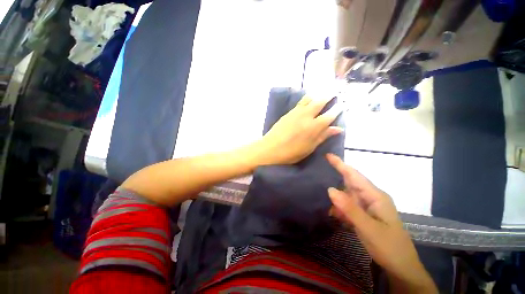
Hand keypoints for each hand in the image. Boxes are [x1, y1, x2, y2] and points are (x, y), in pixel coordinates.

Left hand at [256, 95, 342, 164]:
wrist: (270, 149)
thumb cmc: (291, 153)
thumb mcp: (310, 148)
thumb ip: (323, 136)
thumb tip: (338, 129)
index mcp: (314, 127)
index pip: (329, 115)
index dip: (337, 109)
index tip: (341, 105)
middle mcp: (306, 116)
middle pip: (319, 102)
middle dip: (328, 96)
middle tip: (334, 93)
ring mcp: (296, 113)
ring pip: (309, 99)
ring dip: (317, 95)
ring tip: (321, 94)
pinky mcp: (288, 113)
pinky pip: (300, 102)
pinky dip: (306, 99)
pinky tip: (308, 100)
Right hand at [326, 154, 436, 292]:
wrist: (401, 267)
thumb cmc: (389, 247)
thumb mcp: (369, 228)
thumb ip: (349, 208)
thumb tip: (330, 189)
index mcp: (375, 196)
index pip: (355, 175)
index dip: (341, 164)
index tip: (328, 155)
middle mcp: (371, 197)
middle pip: (350, 182)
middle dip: (336, 175)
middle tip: (319, 170)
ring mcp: (367, 206)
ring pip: (347, 195)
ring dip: (336, 196)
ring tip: (322, 194)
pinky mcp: (364, 214)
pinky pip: (348, 206)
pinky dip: (339, 208)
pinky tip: (333, 213)